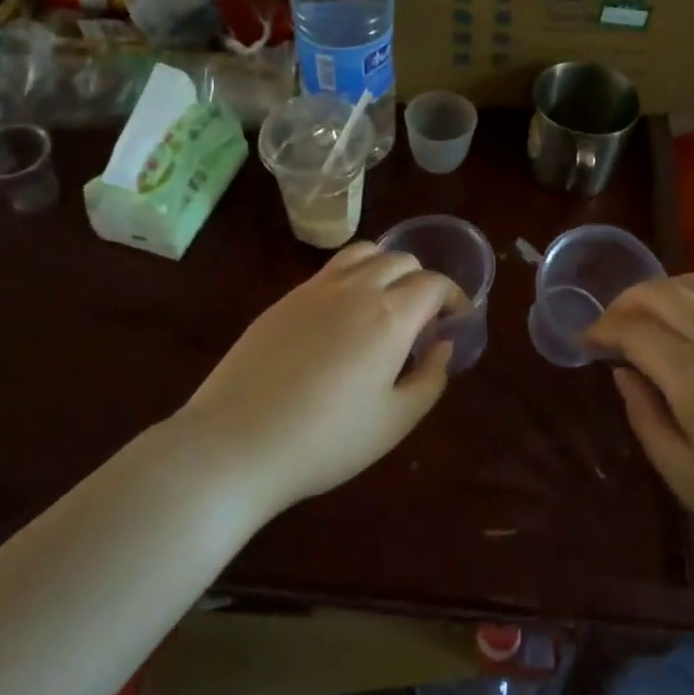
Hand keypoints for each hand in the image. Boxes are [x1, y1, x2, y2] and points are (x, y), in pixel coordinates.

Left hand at [174, 242, 458, 517]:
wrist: (237, 443)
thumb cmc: (326, 440)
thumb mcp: (395, 421)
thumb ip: (430, 379)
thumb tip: (442, 346)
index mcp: (390, 316)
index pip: (433, 283)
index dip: (453, 297)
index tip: (456, 319)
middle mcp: (356, 288)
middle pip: (401, 260)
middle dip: (422, 281)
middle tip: (422, 319)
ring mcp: (316, 288)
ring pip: (364, 252)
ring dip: (386, 267)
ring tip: (385, 302)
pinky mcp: (285, 298)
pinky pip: (331, 269)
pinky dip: (353, 275)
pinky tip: (344, 314)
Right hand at [586, 273, 693, 589]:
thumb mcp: (687, 478)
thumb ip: (646, 418)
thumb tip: (625, 374)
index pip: (634, 329)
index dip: (601, 330)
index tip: (584, 344)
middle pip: (662, 292)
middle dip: (624, 301)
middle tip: (607, 328)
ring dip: (659, 291)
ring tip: (643, 319)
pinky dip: (692, 300)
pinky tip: (687, 331)